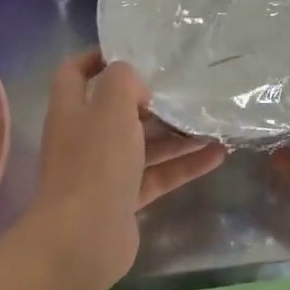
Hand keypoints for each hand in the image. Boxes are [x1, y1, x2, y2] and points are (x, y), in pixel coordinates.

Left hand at [29, 51, 226, 285]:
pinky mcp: (124, 198)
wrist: (84, 238)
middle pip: (118, 110)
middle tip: (187, 88)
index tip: (134, 51)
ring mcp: (104, 171)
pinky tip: (217, 156)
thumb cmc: (95, 162)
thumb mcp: (111, 106)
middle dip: (152, 100)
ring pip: (144, 144)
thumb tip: (136, 84)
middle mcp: (85, 138)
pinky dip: (184, 165)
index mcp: (72, 111)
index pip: (75, 73)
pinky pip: (157, 174)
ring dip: (177, 134)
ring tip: (213, 123)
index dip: (97, 57)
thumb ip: (123, 81)